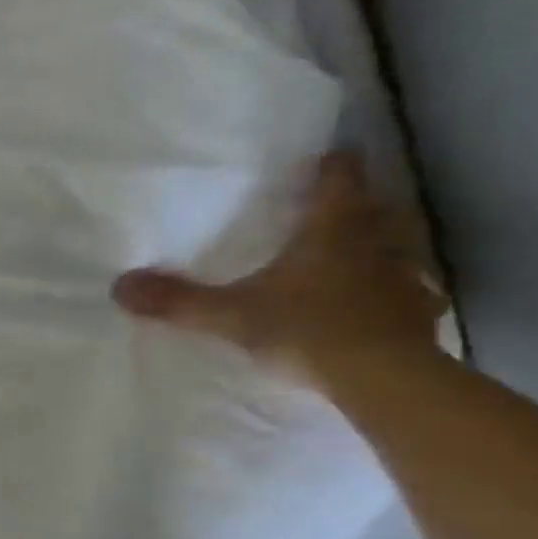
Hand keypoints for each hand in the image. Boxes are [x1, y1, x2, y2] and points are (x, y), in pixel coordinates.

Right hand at [111, 151, 446, 391]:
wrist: (382, 379)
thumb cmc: (306, 329)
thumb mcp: (229, 316)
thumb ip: (177, 301)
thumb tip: (119, 285)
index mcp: (332, 230)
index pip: (339, 178)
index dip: (331, 165)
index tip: (322, 159)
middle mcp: (375, 243)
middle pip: (373, 207)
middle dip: (355, 204)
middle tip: (329, 209)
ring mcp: (404, 277)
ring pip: (397, 246)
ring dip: (379, 245)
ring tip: (355, 255)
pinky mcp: (418, 313)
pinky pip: (407, 291)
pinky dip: (392, 291)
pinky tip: (377, 306)